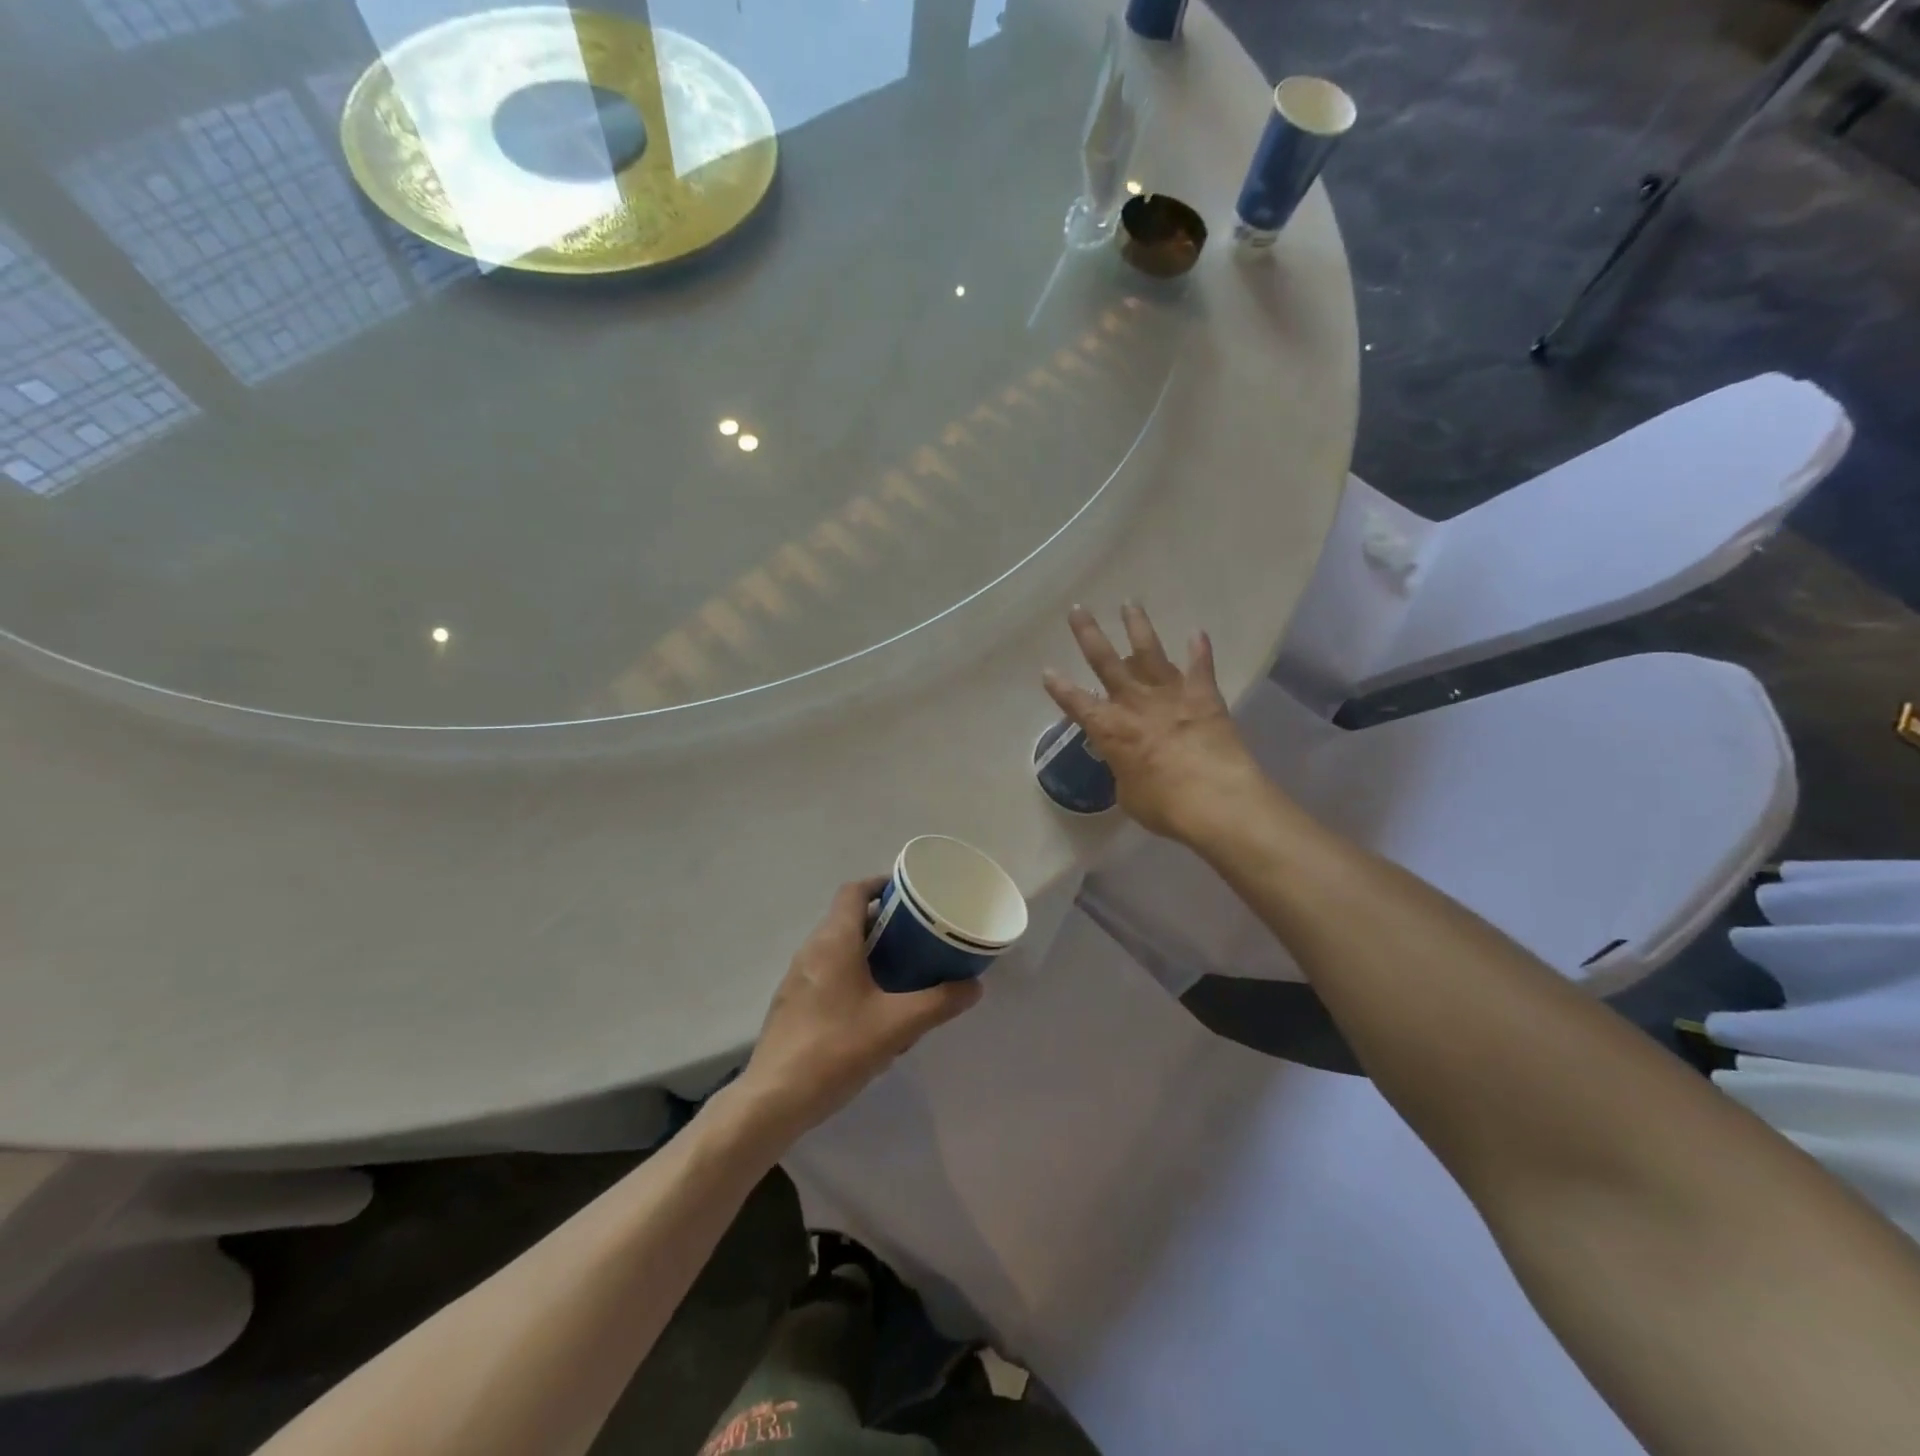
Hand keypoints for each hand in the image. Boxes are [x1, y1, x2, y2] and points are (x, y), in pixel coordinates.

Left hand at [733, 879, 982, 1143]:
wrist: (774, 1099)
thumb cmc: (837, 1049)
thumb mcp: (898, 1025)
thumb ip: (939, 1002)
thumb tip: (974, 985)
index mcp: (834, 941)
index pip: (854, 891)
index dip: (881, 884)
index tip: (910, 894)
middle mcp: (811, 950)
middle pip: (848, 919)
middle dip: (884, 923)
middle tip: (918, 936)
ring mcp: (797, 978)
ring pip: (838, 949)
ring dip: (868, 953)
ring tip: (902, 973)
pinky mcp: (792, 1005)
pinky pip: (827, 975)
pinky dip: (852, 977)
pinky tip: (873, 1012)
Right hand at [1043, 603, 1269, 842]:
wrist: (1214, 799)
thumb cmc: (1163, 805)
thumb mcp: (1129, 794)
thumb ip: (1124, 771)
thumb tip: (1129, 764)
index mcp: (1109, 729)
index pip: (1076, 703)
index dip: (1059, 688)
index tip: (1047, 671)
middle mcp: (1134, 703)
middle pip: (1105, 662)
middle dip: (1089, 634)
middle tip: (1078, 609)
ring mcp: (1169, 694)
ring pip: (1149, 652)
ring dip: (1138, 627)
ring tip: (1130, 603)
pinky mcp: (1203, 696)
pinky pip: (1201, 667)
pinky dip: (1200, 650)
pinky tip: (1198, 633)